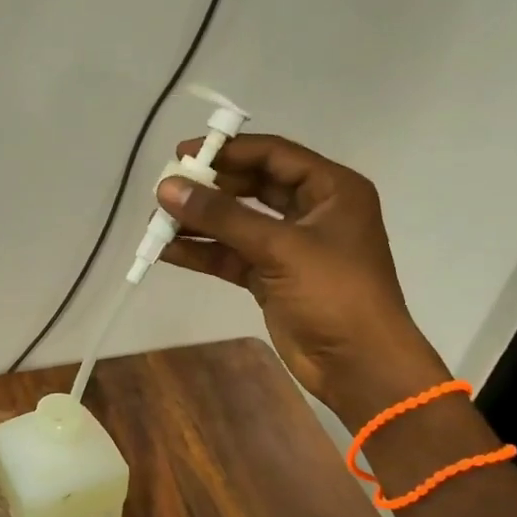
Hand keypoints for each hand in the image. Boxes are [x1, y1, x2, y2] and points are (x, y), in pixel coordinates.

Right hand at [157, 133, 452, 429]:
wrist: (359, 365)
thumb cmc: (333, 294)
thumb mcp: (279, 248)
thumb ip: (222, 216)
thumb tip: (168, 188)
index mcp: (331, 190)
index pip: (273, 155)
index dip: (228, 151)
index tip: (182, 155)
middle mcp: (312, 211)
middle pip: (252, 187)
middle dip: (209, 188)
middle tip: (167, 188)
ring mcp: (290, 247)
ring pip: (238, 223)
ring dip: (200, 222)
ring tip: (157, 220)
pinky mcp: (272, 278)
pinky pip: (232, 255)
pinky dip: (203, 253)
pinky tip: (167, 250)